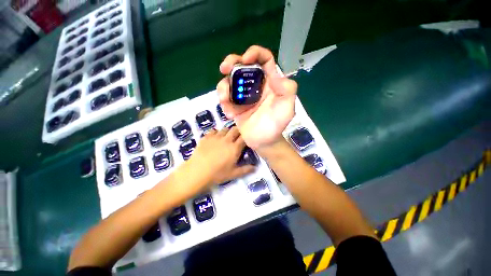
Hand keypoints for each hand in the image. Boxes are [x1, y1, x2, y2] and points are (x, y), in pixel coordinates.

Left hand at [185, 127, 254, 189]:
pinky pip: (214, 130)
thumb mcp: (233, 174)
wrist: (196, 172)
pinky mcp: (206, 137)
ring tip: (227, 137)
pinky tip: (215, 138)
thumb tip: (255, 167)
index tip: (248, 137)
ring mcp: (216, 137)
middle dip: (238, 131)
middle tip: (238, 137)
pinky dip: (216, 132)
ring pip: (225, 128)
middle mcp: (227, 140)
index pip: (244, 137)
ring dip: (228, 131)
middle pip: (235, 129)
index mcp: (234, 148)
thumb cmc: (217, 174)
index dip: (247, 136)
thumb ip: (245, 170)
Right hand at [217, 45, 297, 149]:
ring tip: (225, 100)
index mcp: (269, 83)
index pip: (264, 60)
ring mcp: (243, 96)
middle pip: (242, 66)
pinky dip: (224, 103)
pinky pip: (225, 99)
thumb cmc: (277, 125)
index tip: (245, 59)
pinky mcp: (235, 106)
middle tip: (224, 68)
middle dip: (232, 63)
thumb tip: (274, 74)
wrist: (264, 142)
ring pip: (230, 82)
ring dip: (224, 87)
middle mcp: (256, 86)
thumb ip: (287, 89)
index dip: (255, 53)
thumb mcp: (288, 107)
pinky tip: (230, 114)